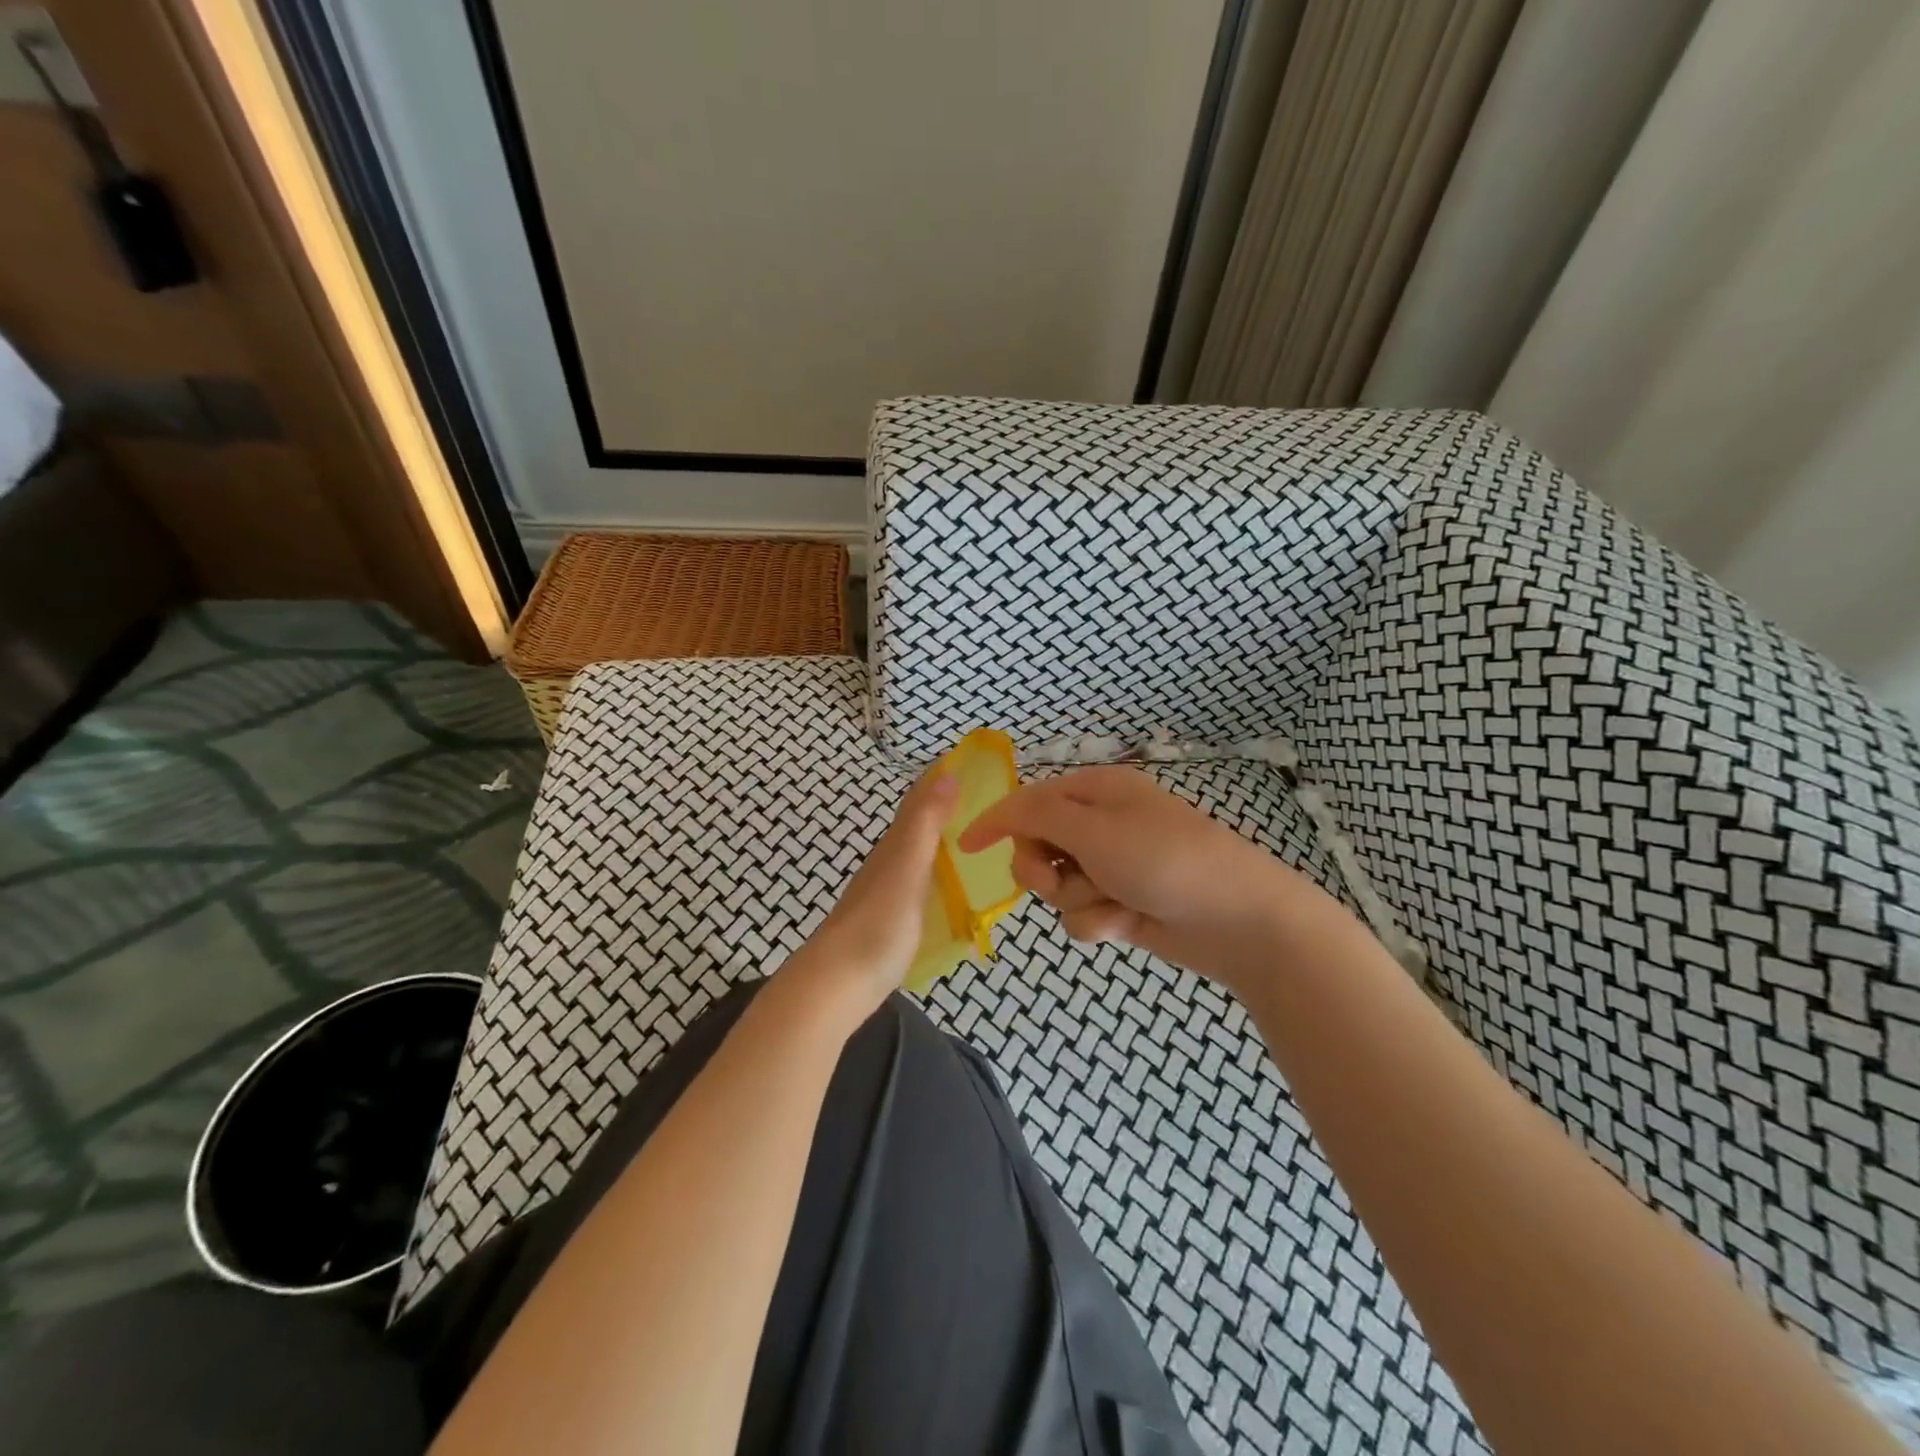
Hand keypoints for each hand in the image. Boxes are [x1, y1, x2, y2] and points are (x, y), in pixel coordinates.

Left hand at [782, 770, 958, 1019]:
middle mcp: (887, 865)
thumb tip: (947, 773)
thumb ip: (926, 823)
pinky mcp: (886, 923)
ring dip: (937, 841)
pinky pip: (915, 885)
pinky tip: (944, 889)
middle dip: (941, 807)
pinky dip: (933, 874)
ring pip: (913, 856)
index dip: (938, 781)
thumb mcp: (908, 868)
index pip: (917, 803)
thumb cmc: (878, 924)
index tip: (966, 762)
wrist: (835, 985)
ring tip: (969, 839)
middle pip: (914, 827)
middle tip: (979, 800)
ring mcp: (884, 895)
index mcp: (894, 848)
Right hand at [958, 765, 1337, 987]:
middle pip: (1036, 847)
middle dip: (1043, 869)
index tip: (965, 846)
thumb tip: (1001, 810)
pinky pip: (1081, 915)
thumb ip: (1039, 815)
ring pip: (1057, 887)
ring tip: (1114, 902)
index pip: (1028, 800)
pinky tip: (1127, 923)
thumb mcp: (1094, 828)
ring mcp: (1111, 867)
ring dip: (1077, 899)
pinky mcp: (1121, 904)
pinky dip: (1099, 922)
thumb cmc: (1164, 859)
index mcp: (1095, 791)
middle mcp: (1100, 825)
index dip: (996, 821)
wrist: (1236, 919)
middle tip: (1066, 877)